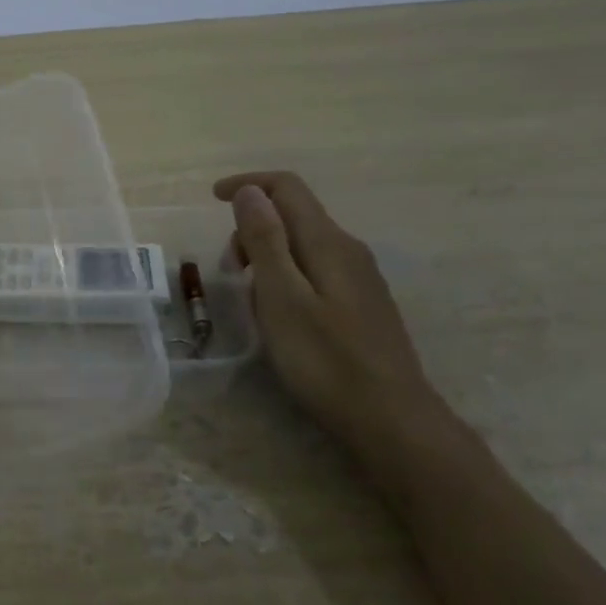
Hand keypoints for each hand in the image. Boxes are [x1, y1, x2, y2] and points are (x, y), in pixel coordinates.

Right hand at [214, 171, 441, 469]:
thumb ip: (265, 240)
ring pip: (302, 245)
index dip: (248, 184)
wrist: (392, 420)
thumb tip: (251, 191)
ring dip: (267, 255)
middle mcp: (348, 250)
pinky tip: (281, 316)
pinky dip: (286, 276)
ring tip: (251, 299)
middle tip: (229, 270)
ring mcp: (360, 278)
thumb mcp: (282, 298)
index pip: (287, 187)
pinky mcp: (362, 304)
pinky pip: (315, 270)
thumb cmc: (326, 360)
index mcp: (327, 242)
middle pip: (294, 215)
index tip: (213, 199)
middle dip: (252, 228)